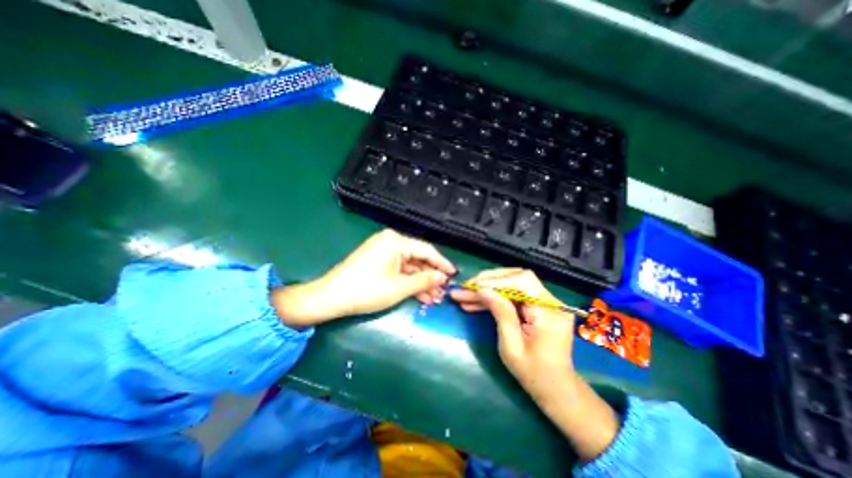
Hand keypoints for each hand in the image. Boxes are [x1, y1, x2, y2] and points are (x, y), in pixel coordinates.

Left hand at [275, 229, 458, 325]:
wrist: (331, 297)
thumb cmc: (367, 290)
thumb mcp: (400, 287)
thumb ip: (424, 280)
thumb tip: (443, 277)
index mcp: (396, 241)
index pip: (426, 250)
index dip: (442, 264)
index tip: (454, 275)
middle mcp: (390, 242)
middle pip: (418, 258)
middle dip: (430, 277)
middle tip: (442, 292)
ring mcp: (383, 251)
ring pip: (409, 266)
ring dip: (420, 282)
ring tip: (433, 298)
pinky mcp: (378, 261)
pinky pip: (398, 269)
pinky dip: (408, 282)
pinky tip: (419, 295)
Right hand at [446, 269, 620, 459]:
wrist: (556, 388)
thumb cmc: (534, 374)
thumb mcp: (512, 347)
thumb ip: (500, 314)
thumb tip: (483, 289)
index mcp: (549, 312)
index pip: (523, 281)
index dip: (496, 280)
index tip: (474, 286)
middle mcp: (550, 301)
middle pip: (516, 278)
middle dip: (488, 282)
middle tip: (465, 288)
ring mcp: (544, 302)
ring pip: (511, 285)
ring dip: (487, 290)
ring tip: (463, 296)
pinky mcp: (537, 305)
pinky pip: (513, 295)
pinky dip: (494, 298)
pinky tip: (474, 303)